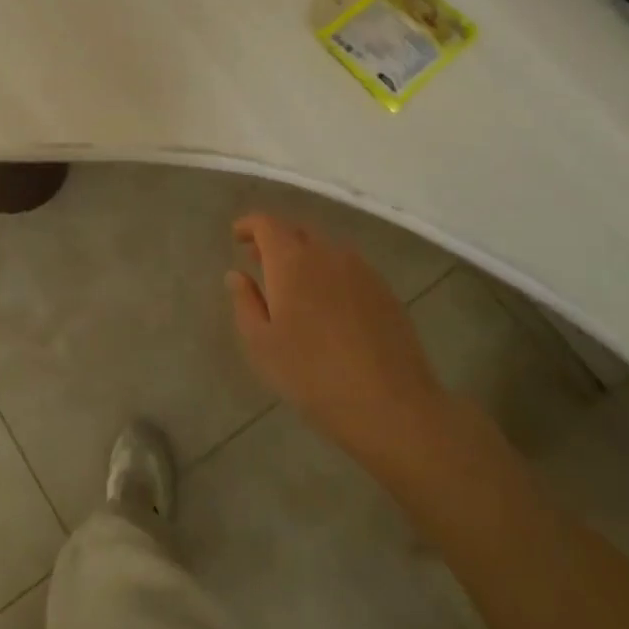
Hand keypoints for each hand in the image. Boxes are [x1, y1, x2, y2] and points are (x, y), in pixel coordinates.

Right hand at [225, 214, 448, 470]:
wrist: (391, 404)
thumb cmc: (312, 375)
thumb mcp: (262, 344)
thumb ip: (246, 302)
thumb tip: (237, 274)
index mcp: (292, 261)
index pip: (267, 223)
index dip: (250, 225)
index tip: (237, 236)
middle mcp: (327, 253)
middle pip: (298, 231)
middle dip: (276, 240)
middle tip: (260, 261)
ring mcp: (362, 270)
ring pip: (326, 249)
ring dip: (305, 256)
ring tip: (294, 285)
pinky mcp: (385, 290)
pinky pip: (349, 268)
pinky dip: (330, 273)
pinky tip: (329, 305)